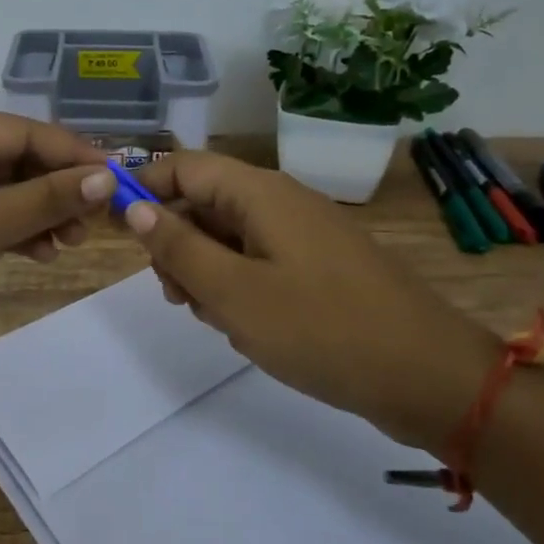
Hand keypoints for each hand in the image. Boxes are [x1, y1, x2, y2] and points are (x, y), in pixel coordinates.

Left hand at [0, 112, 116, 364]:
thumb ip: (44, 200)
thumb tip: (106, 179)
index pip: (23, 132)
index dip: (72, 154)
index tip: (117, 178)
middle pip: (18, 162)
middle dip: (58, 189)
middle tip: (94, 221)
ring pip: (8, 194)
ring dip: (42, 214)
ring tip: (71, 243)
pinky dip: (19, 234)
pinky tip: (43, 254)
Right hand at [124, 151, 500, 451]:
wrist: (429, 377)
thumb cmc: (322, 329)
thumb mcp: (233, 292)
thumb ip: (178, 247)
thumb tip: (135, 206)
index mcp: (260, 193)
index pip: (184, 167)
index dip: (143, 189)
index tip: (114, 228)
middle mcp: (282, 201)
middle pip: (205, 201)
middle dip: (176, 241)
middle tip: (173, 294)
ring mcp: (305, 234)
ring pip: (230, 236)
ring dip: (206, 269)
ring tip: (213, 317)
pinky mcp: (320, 266)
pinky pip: (260, 260)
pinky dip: (238, 285)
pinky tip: (245, 325)